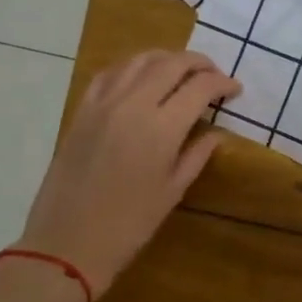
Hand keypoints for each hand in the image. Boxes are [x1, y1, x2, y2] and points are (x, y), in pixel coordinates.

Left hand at [18, 50, 240, 295]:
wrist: (67, 243)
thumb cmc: (129, 225)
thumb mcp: (173, 191)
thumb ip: (197, 155)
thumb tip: (215, 132)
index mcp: (161, 129)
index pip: (200, 87)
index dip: (222, 83)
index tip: (234, 90)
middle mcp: (133, 105)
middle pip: (172, 64)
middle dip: (199, 64)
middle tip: (213, 75)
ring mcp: (103, 104)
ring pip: (140, 60)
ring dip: (167, 58)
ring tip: (181, 70)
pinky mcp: (82, 110)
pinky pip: (110, 73)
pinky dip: (132, 67)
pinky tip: (141, 77)